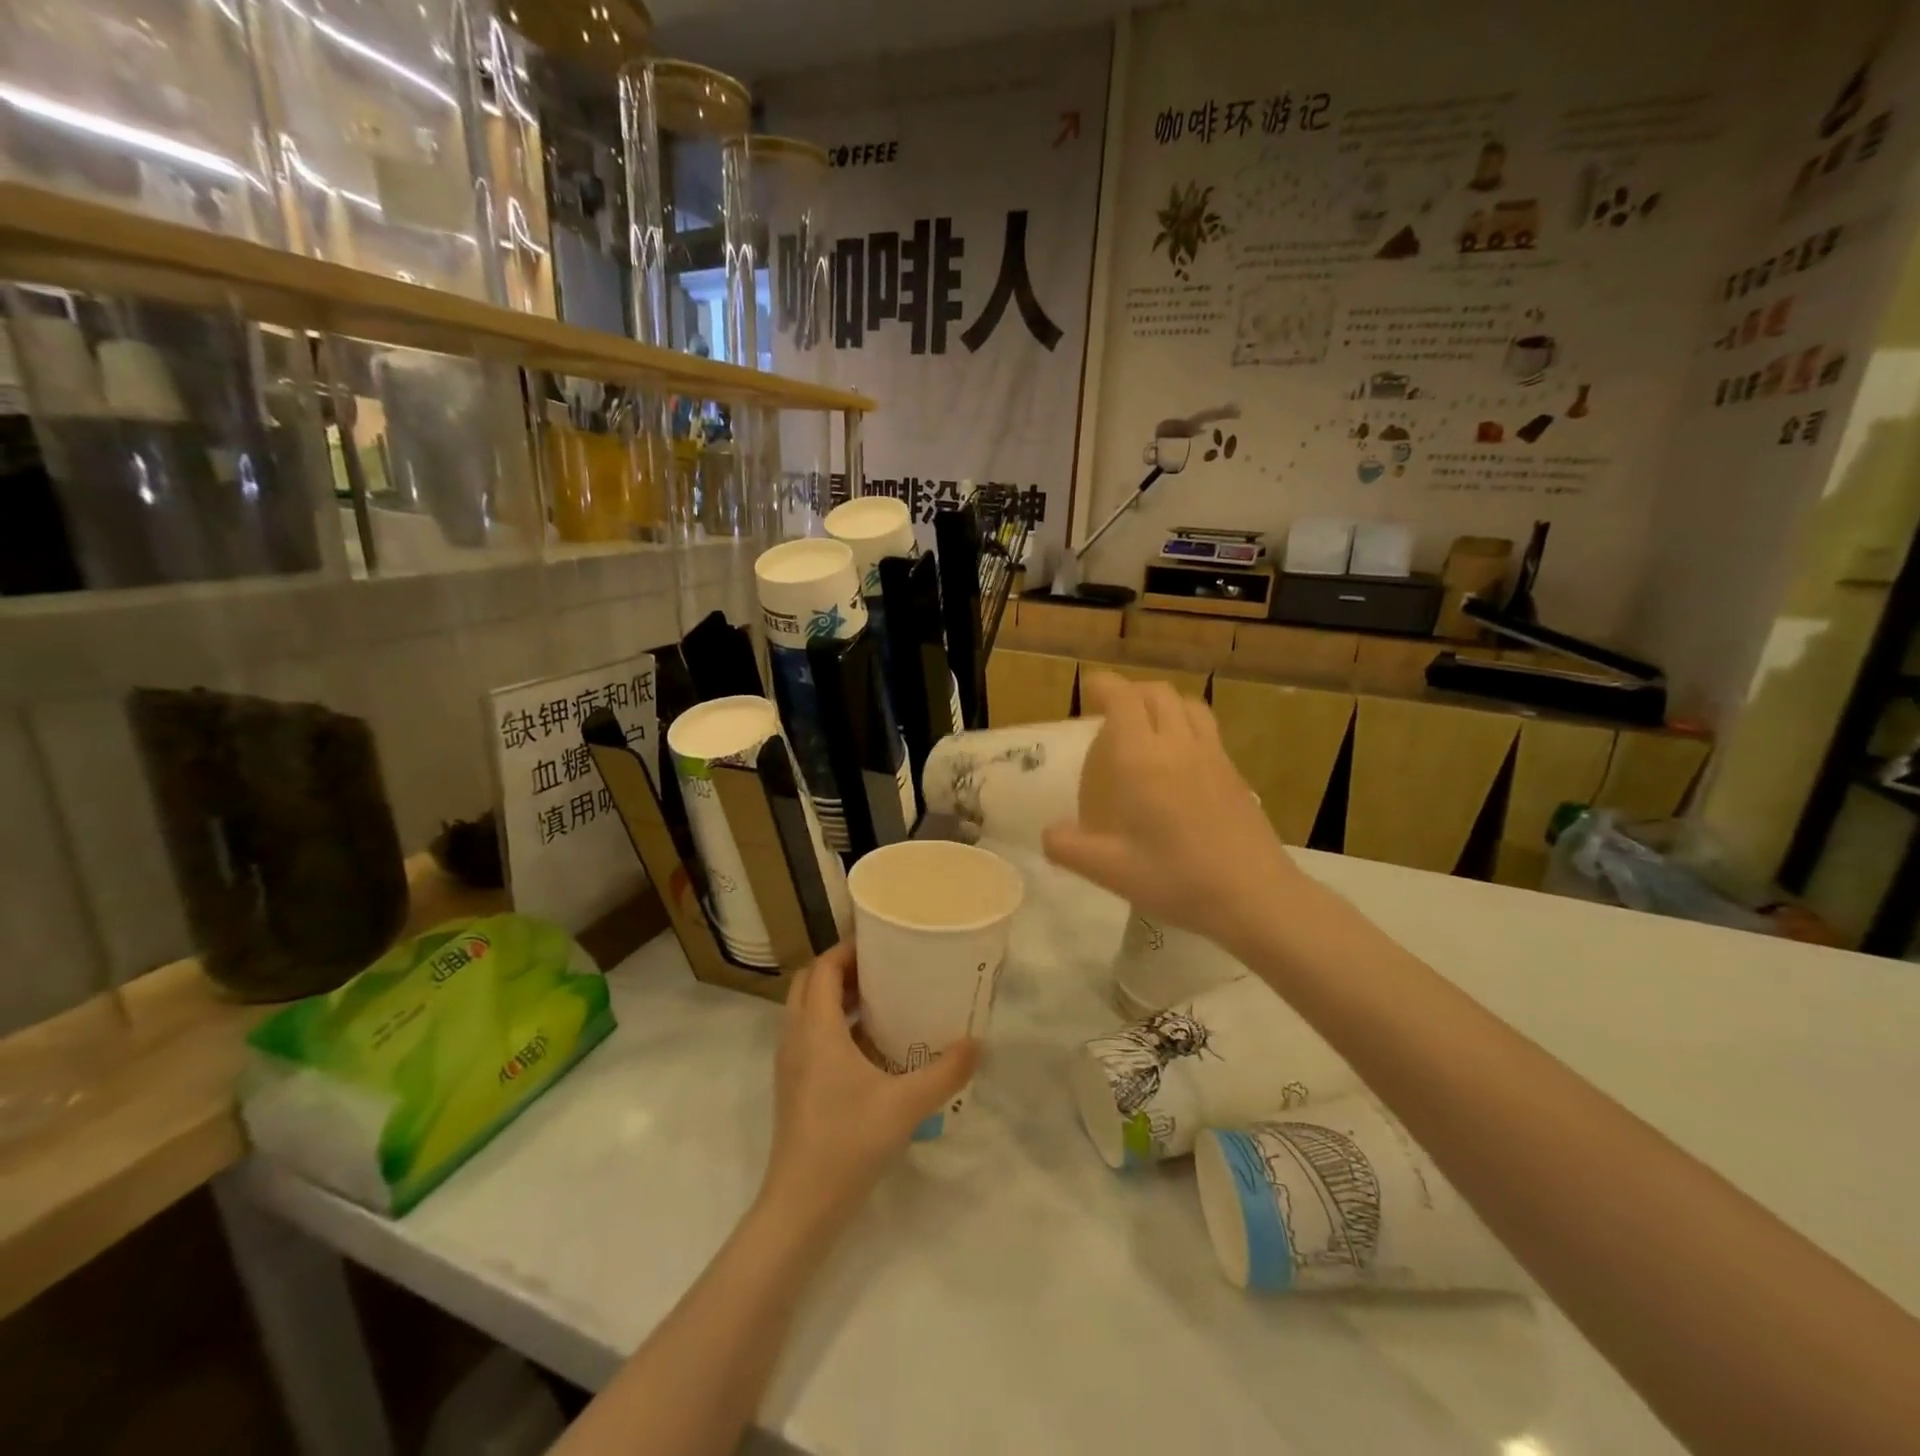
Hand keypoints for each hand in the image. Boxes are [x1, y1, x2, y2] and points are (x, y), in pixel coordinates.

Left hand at [761, 943, 976, 1233]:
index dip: (849, 948)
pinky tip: (870, 1045)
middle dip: (843, 968)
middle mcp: (796, 1036)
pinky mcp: (794, 1085)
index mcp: (816, 1027)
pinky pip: (810, 1035)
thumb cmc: (848, 1142)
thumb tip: (979, 1043)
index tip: (883, 942)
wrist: (802, 1205)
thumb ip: (946, 1071)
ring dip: (837, 996)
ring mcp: (791, 1063)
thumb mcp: (906, 1104)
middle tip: (883, 967)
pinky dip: (834, 1024)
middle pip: (811, 982)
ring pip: (807, 1009)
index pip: (824, 966)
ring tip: (881, 998)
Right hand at [1042, 671, 1305, 954]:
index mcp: (1143, 759)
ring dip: (1163, 702)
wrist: (1254, 895)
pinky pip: (1207, 729)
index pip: (1124, 700)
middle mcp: (1179, 746)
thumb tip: (1048, 833)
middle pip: (1157, 693)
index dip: (1105, 686)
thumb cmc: (1176, 878)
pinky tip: (1180, 759)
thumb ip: (1069, 848)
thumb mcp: (1110, 871)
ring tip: (1148, 723)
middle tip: (1112, 709)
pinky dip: (1186, 724)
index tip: (1089, 687)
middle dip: (1131, 691)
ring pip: (1188, 705)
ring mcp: (1213, 756)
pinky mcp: (1234, 773)